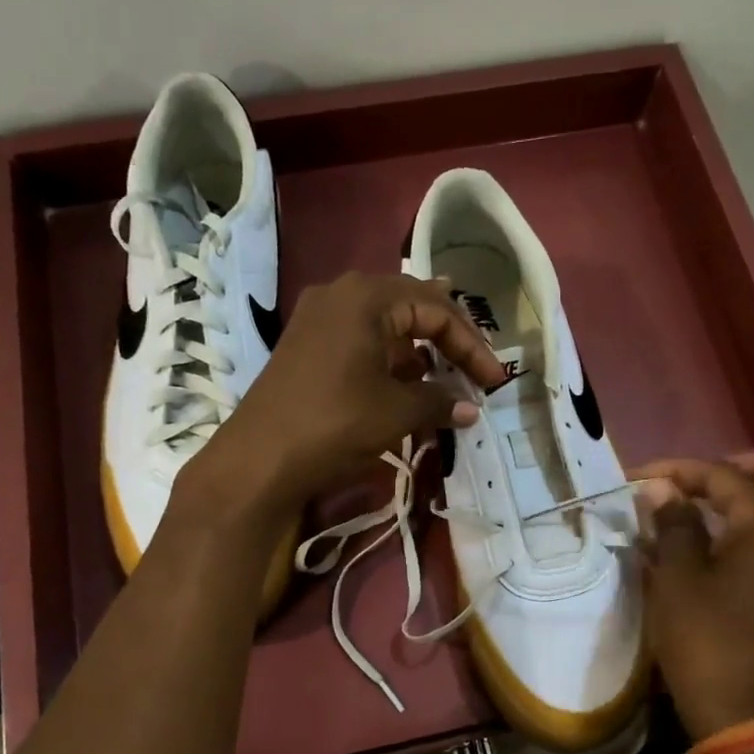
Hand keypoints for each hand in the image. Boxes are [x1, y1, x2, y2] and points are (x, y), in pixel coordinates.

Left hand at [194, 272, 505, 514]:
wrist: (259, 459)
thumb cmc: (334, 424)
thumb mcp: (396, 413)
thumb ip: (440, 401)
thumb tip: (471, 408)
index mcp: (367, 297)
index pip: (437, 310)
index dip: (472, 346)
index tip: (494, 381)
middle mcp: (342, 294)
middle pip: (412, 305)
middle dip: (449, 339)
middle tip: (475, 368)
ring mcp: (319, 317)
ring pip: (386, 321)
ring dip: (419, 348)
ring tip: (446, 374)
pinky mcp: (306, 343)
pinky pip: (361, 337)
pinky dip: (390, 357)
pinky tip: (406, 381)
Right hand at [635, 450, 753, 740]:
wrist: (738, 707)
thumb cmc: (705, 635)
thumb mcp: (678, 575)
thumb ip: (674, 523)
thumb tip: (662, 489)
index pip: (728, 477)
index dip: (682, 471)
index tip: (642, 476)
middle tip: (718, 472)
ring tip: (709, 499)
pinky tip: (715, 534)